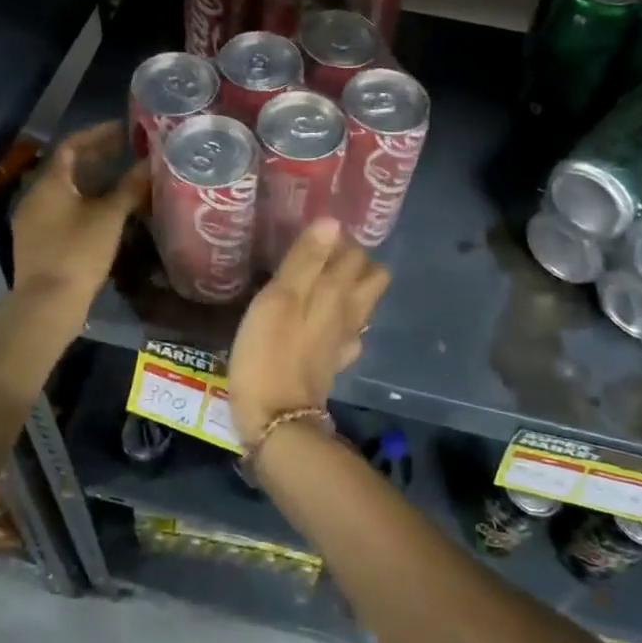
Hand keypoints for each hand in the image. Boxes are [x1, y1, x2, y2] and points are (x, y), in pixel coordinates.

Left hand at [11, 122, 148, 311]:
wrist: (47, 305)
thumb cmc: (78, 252)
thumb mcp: (110, 217)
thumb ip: (130, 188)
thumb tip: (151, 164)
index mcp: (49, 183)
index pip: (71, 146)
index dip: (97, 134)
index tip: (122, 130)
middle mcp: (35, 196)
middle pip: (66, 168)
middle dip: (96, 158)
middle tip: (124, 153)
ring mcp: (32, 221)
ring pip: (64, 191)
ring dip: (91, 183)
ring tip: (120, 183)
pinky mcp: (36, 243)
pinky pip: (61, 211)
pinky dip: (83, 204)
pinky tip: (104, 215)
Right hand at [229, 219, 389, 442]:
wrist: (276, 420)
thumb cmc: (270, 352)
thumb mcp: (280, 298)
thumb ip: (305, 260)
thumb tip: (332, 222)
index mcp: (338, 291)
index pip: (355, 251)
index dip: (340, 237)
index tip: (314, 231)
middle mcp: (350, 313)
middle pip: (371, 276)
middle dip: (354, 260)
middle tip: (318, 254)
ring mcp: (344, 341)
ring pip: (361, 304)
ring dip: (347, 288)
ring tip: (315, 280)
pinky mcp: (332, 363)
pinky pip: (346, 332)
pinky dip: (337, 319)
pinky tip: (316, 320)